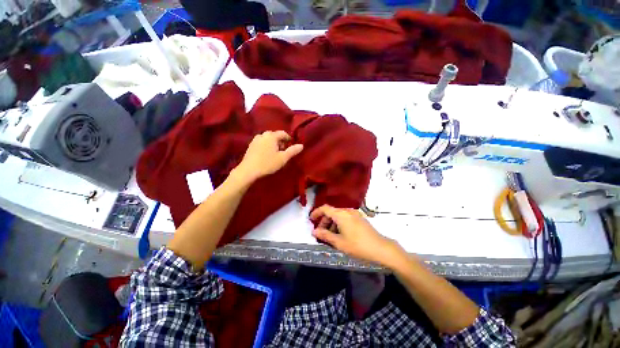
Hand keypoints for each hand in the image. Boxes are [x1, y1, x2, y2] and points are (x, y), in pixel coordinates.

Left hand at [233, 131, 303, 183]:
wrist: (248, 170)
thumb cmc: (268, 163)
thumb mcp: (283, 158)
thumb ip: (292, 151)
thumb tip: (301, 145)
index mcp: (271, 136)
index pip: (282, 133)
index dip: (288, 138)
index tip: (291, 144)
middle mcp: (263, 135)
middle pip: (274, 135)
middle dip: (280, 141)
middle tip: (284, 150)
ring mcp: (255, 140)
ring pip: (267, 139)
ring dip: (273, 143)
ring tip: (275, 153)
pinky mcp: (251, 146)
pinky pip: (262, 142)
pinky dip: (266, 146)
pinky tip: (267, 154)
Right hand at [311, 205, 405, 268]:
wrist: (381, 248)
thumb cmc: (358, 246)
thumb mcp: (339, 242)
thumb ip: (325, 236)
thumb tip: (314, 231)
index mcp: (341, 214)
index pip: (325, 208)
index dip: (316, 212)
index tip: (311, 220)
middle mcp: (347, 211)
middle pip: (332, 212)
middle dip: (324, 221)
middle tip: (320, 232)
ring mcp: (355, 214)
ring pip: (339, 215)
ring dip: (332, 223)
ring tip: (330, 236)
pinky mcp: (360, 218)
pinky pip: (345, 218)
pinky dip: (339, 223)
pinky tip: (340, 234)